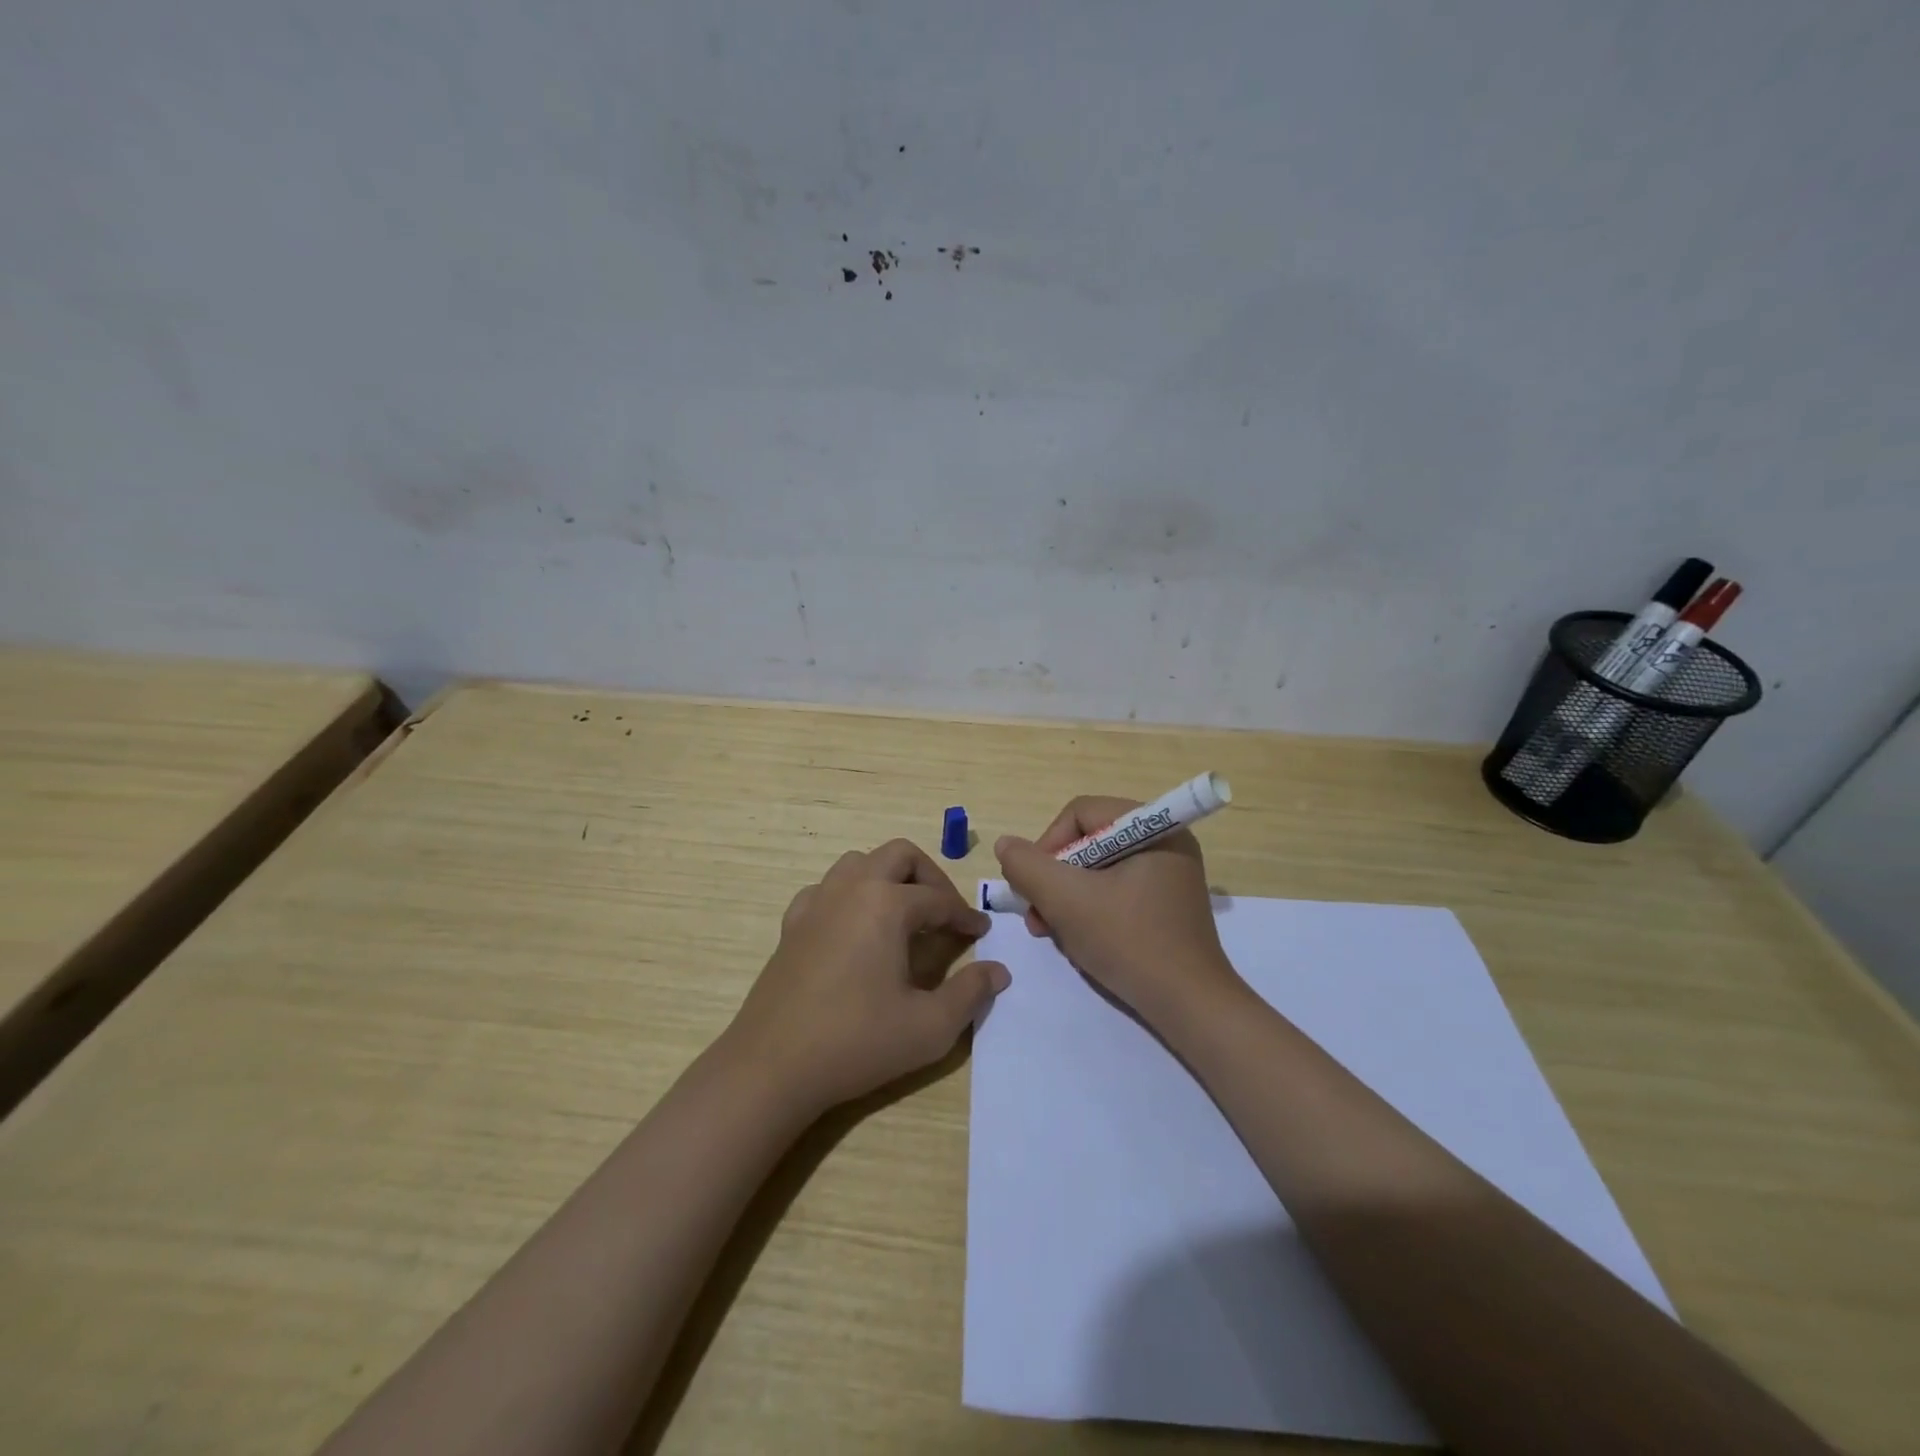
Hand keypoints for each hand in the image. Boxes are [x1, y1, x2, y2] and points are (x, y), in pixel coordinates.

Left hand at [724, 839, 1009, 1115]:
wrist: (773, 1066)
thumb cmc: (857, 1042)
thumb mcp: (930, 1027)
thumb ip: (971, 993)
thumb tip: (999, 971)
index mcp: (886, 904)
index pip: (938, 899)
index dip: (965, 915)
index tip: (981, 932)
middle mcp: (851, 889)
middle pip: (899, 855)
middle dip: (929, 876)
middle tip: (945, 912)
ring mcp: (816, 903)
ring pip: (858, 863)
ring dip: (888, 877)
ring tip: (904, 914)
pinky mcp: (792, 924)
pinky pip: (826, 889)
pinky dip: (849, 895)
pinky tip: (854, 928)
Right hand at [994, 797, 1241, 1026]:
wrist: (1190, 1007)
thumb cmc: (1129, 943)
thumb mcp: (1067, 901)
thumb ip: (1028, 867)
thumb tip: (1005, 844)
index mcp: (1153, 828)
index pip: (1081, 813)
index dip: (1047, 845)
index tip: (1033, 887)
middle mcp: (1165, 842)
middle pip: (1088, 841)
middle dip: (1055, 878)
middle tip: (1038, 916)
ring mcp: (1168, 875)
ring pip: (1098, 870)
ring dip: (1067, 898)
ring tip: (1051, 932)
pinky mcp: (1166, 905)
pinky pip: (1115, 891)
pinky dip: (1090, 909)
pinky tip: (1079, 938)